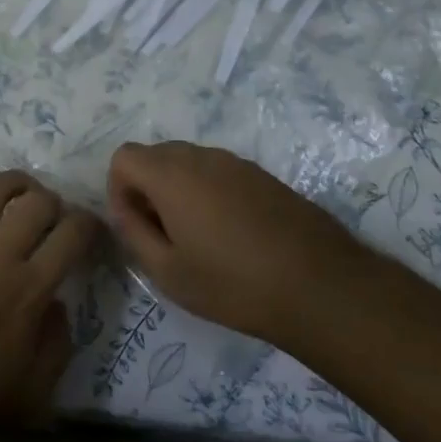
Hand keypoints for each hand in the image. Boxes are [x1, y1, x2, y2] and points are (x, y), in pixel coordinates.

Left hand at [0, 171, 101, 441]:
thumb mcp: (35, 392)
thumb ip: (57, 343)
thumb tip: (57, 304)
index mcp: (28, 289)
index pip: (71, 236)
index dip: (89, 224)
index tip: (91, 229)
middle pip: (34, 203)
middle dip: (53, 200)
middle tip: (52, 213)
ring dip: (11, 183)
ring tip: (20, 188)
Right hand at [106, 141, 358, 341]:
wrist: (321, 286)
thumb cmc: (233, 283)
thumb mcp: (167, 271)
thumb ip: (133, 233)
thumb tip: (124, 210)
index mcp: (171, 175)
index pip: (124, 157)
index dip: (119, 189)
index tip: (136, 226)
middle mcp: (201, 157)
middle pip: (155, 155)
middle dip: (147, 188)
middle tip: (163, 234)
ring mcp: (236, 163)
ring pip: (189, 162)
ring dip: (179, 190)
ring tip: (198, 237)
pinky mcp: (264, 176)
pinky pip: (219, 172)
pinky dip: (210, 193)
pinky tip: (231, 235)